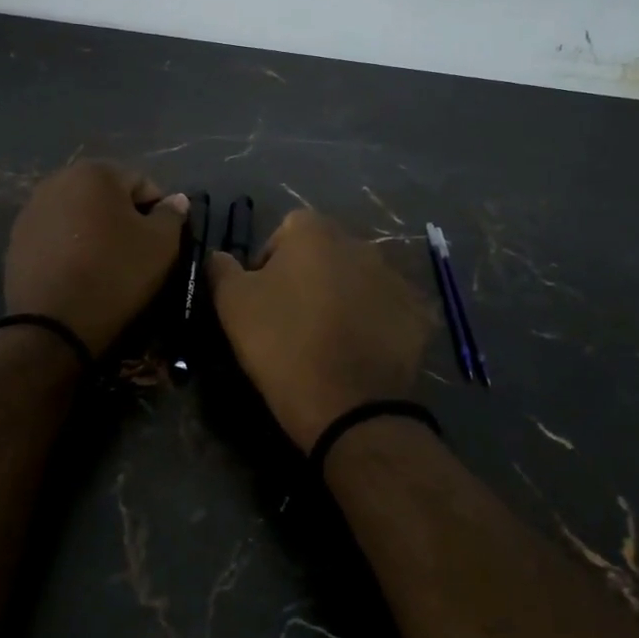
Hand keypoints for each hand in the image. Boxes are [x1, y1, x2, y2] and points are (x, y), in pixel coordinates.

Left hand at [5, 161, 188, 353]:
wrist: (53, 325)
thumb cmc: (115, 274)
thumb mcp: (161, 245)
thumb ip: (172, 215)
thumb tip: (175, 200)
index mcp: (95, 172)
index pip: (142, 184)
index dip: (158, 213)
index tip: (161, 244)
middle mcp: (58, 180)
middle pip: (107, 196)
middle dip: (123, 219)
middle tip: (135, 255)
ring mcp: (31, 209)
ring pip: (79, 216)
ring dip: (96, 232)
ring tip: (105, 266)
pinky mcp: (16, 239)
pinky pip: (56, 236)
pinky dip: (70, 248)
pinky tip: (78, 274)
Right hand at [207, 208, 432, 451]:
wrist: (346, 406)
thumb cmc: (281, 344)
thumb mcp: (232, 304)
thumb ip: (222, 268)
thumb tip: (220, 255)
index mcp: (315, 232)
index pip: (286, 231)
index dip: (269, 262)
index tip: (263, 298)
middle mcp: (361, 243)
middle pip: (326, 252)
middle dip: (310, 276)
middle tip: (294, 319)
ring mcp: (395, 277)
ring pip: (360, 278)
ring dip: (344, 295)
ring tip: (330, 337)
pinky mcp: (419, 313)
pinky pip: (390, 308)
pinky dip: (377, 321)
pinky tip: (361, 350)